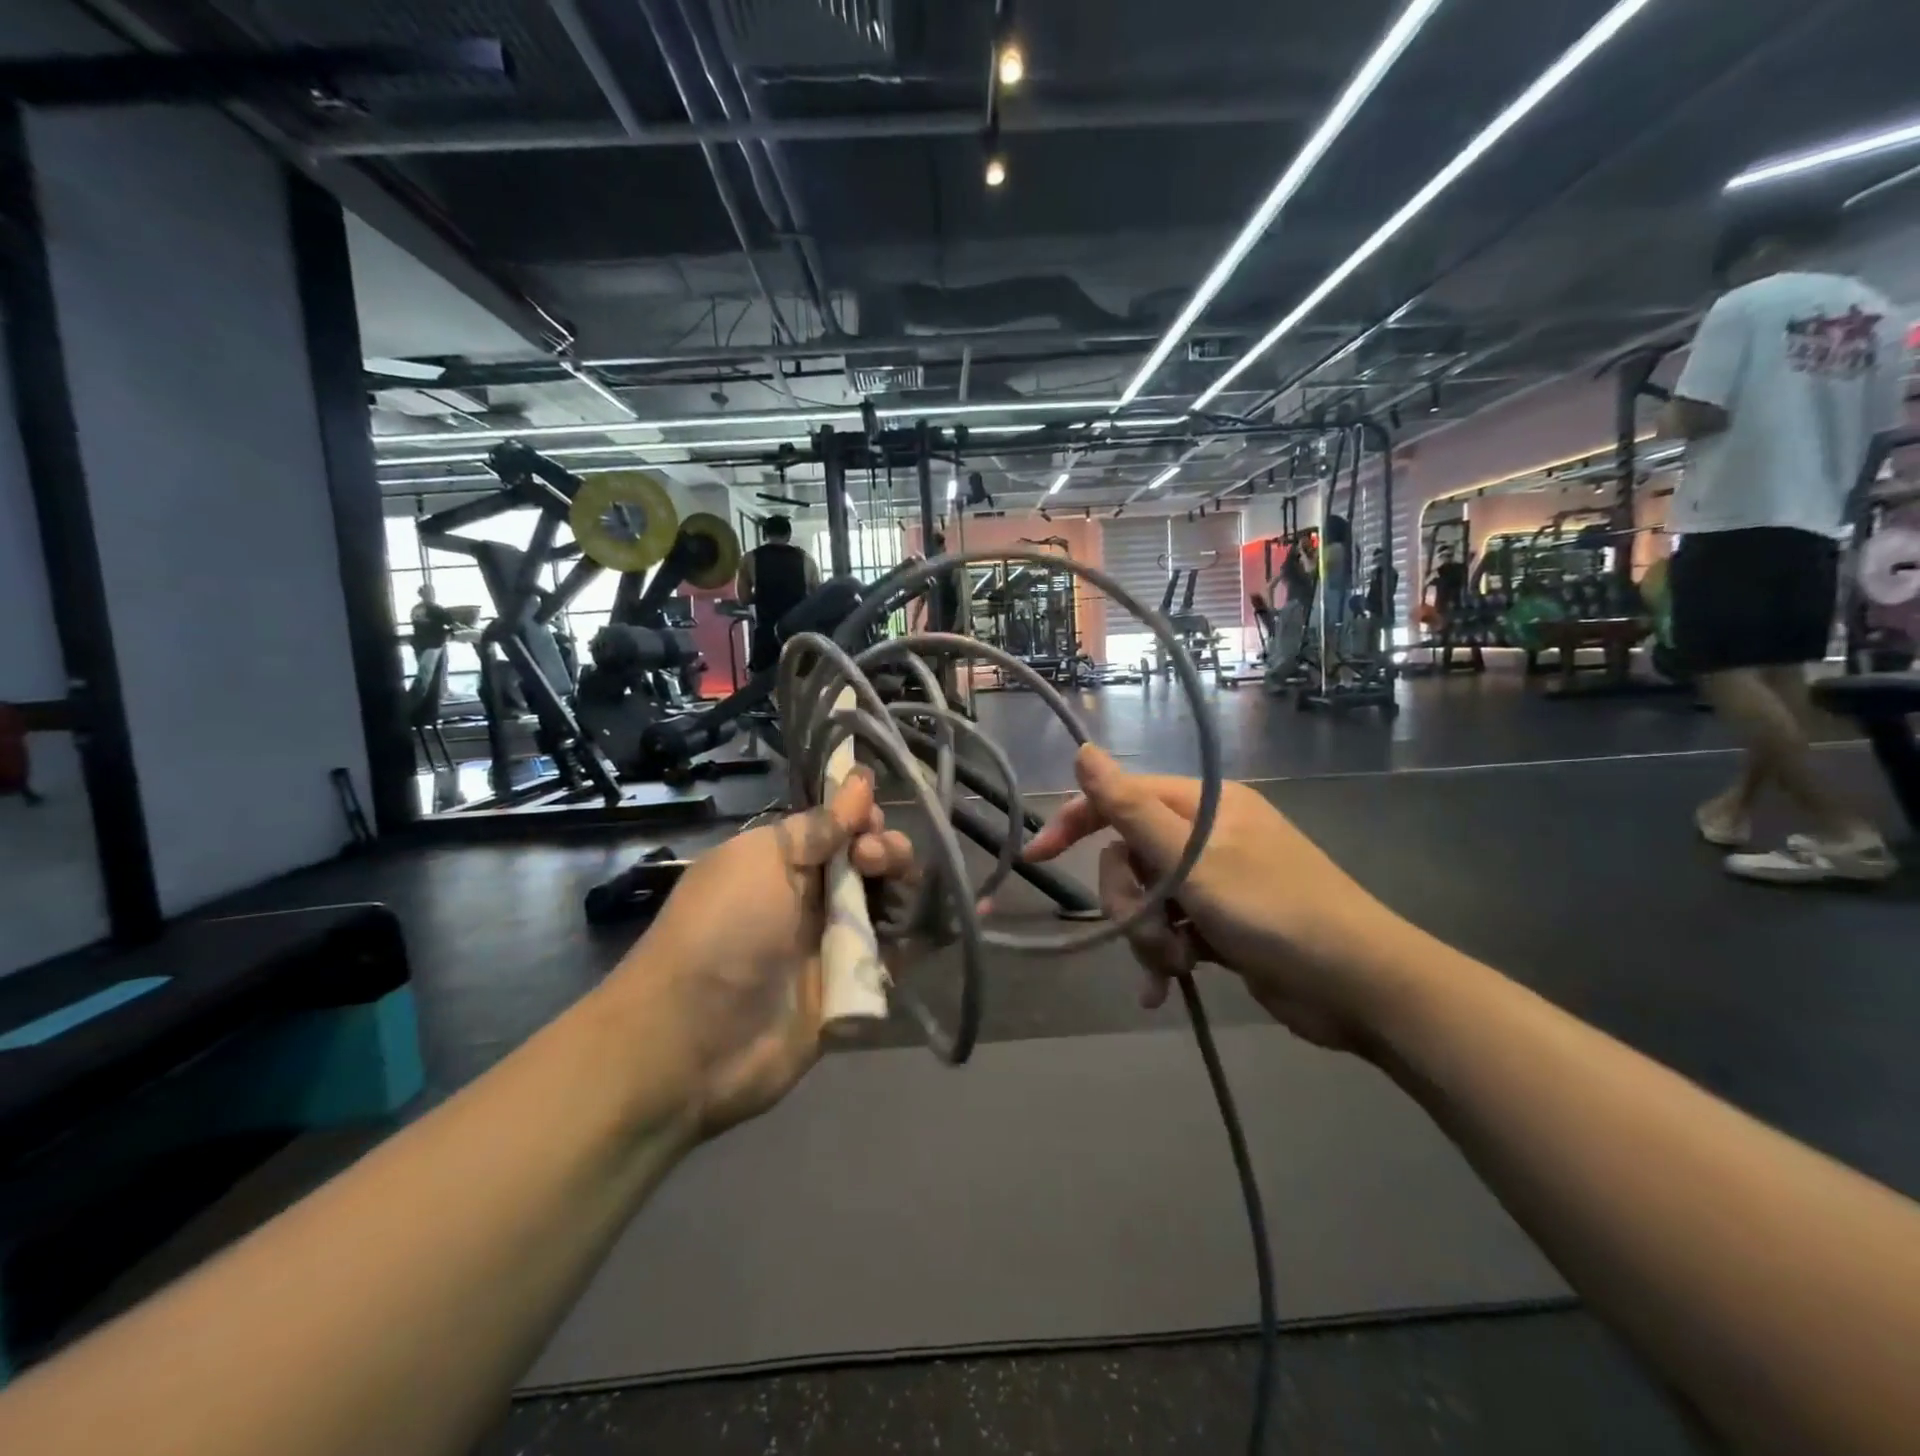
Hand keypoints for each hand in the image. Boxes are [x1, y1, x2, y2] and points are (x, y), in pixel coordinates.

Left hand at [611, 770, 913, 1134]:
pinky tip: (955, 918)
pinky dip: (925, 936)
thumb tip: (860, 780)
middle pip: (870, 863)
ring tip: (900, 894)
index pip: (839, 827)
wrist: (693, 1042)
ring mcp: (833, 943)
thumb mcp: (762, 860)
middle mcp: (811, 897)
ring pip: (888, 904)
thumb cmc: (723, 931)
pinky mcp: (853, 986)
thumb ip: (819, 826)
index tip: (871, 823)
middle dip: (887, 852)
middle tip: (877, 863)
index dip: (864, 819)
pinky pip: (897, 954)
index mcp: (782, 860)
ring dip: (906, 890)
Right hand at [1026, 745, 1403, 1050]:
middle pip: (1131, 856)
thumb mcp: (1194, 859)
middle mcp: (1208, 835)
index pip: (1122, 798)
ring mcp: (1216, 880)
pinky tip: (1163, 990)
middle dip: (1130, 901)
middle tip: (1151, 933)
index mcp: (1204, 806)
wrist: (1361, 988)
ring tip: (1174, 967)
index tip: (1038, 857)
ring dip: (1149, 935)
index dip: (1077, 822)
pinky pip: (1172, 929)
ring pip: (1148, 897)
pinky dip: (1164, 956)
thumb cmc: (1275, 911)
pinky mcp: (1223, 922)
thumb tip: (1084, 750)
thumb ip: (1132, 808)